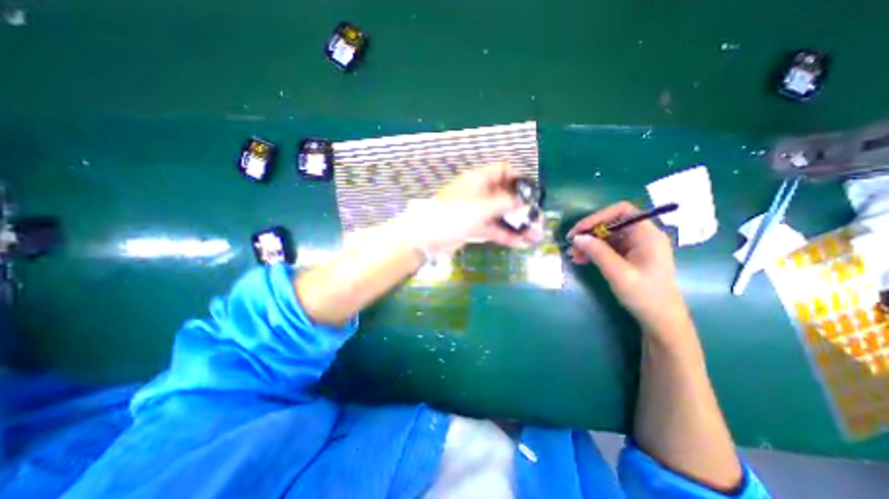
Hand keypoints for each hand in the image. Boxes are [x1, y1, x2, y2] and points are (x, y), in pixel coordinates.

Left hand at [403, 163, 540, 255]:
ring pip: (501, 215)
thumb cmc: (453, 214)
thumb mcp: (482, 206)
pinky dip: (506, 234)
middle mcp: (480, 193)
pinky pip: (493, 228)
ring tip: (535, 236)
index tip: (533, 192)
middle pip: (506, 195)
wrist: (426, 237)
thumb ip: (505, 203)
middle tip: (538, 221)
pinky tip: (520, 243)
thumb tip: (524, 202)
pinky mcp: (473, 227)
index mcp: (480, 179)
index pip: (504, 170)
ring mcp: (477, 211)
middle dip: (523, 207)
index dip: (519, 178)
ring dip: (518, 224)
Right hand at [569, 201, 685, 329]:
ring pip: (608, 235)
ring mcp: (637, 245)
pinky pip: (609, 247)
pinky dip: (595, 251)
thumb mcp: (618, 273)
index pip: (621, 211)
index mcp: (647, 235)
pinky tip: (583, 260)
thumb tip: (577, 237)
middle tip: (572, 246)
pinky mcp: (631, 255)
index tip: (578, 231)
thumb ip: (598, 252)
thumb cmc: (644, 295)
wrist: (661, 319)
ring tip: (575, 256)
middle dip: (590, 233)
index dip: (597, 217)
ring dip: (589, 243)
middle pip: (612, 223)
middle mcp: (643, 235)